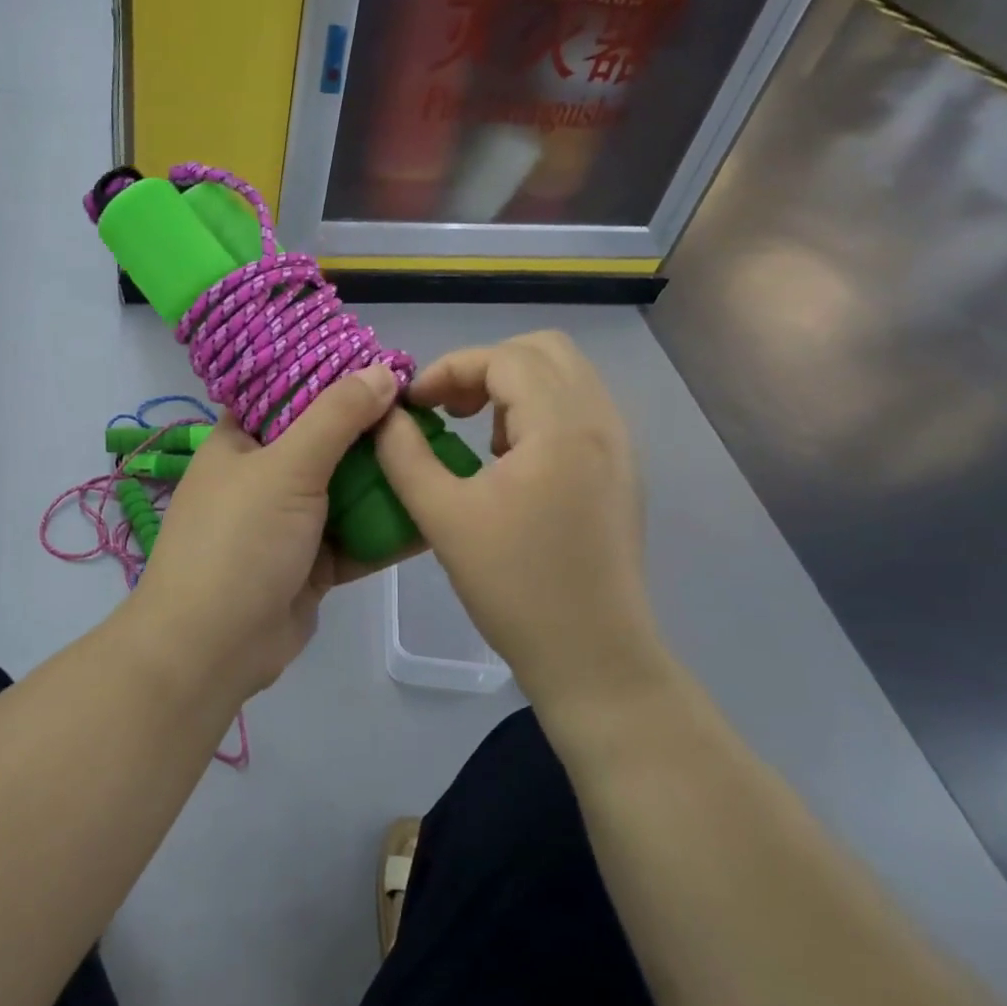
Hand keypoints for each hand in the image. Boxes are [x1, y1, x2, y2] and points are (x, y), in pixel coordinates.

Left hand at [127, 365, 401, 699]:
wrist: (213, 648)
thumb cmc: (240, 541)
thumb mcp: (287, 467)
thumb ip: (335, 416)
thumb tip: (381, 371)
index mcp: (241, 441)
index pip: (287, 391)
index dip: (332, 376)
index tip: (385, 364)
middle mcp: (264, 475)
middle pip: (325, 440)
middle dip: (372, 430)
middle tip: (427, 410)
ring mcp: (289, 522)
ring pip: (346, 489)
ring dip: (386, 478)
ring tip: (441, 453)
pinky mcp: (313, 562)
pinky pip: (357, 535)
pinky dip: (388, 527)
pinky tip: (434, 512)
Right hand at [374, 331, 660, 714]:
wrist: (592, 655)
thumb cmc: (514, 586)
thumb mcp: (443, 517)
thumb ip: (405, 454)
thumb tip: (385, 414)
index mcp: (562, 425)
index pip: (504, 358)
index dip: (450, 369)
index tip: (414, 406)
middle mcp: (601, 421)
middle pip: (545, 350)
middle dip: (486, 367)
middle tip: (450, 409)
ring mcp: (619, 446)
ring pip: (566, 378)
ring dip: (514, 388)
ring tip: (479, 437)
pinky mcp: (621, 472)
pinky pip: (579, 411)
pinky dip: (539, 413)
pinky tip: (511, 465)